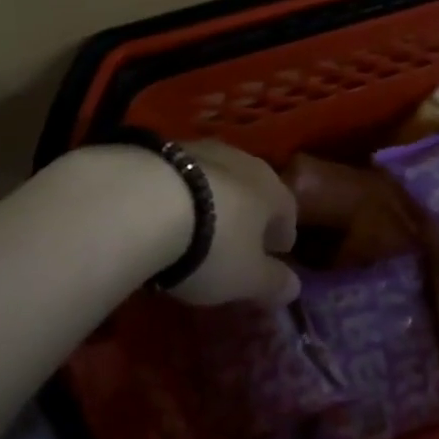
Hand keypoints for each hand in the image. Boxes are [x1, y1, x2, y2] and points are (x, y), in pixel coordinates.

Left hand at [172, 141, 300, 307]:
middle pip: (253, 190)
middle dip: (249, 214)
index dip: (283, 234)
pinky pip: (181, 177)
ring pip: (217, 179)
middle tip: (239, 242)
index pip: (288, 211)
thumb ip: (273, 283)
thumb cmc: (212, 245)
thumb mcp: (247, 278)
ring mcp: (202, 151)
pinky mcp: (163, 150)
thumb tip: (294, 287)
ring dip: (213, 201)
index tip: (277, 253)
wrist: (144, 202)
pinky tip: (164, 216)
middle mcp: (244, 162)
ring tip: (197, 229)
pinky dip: (180, 195)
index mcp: (273, 190)